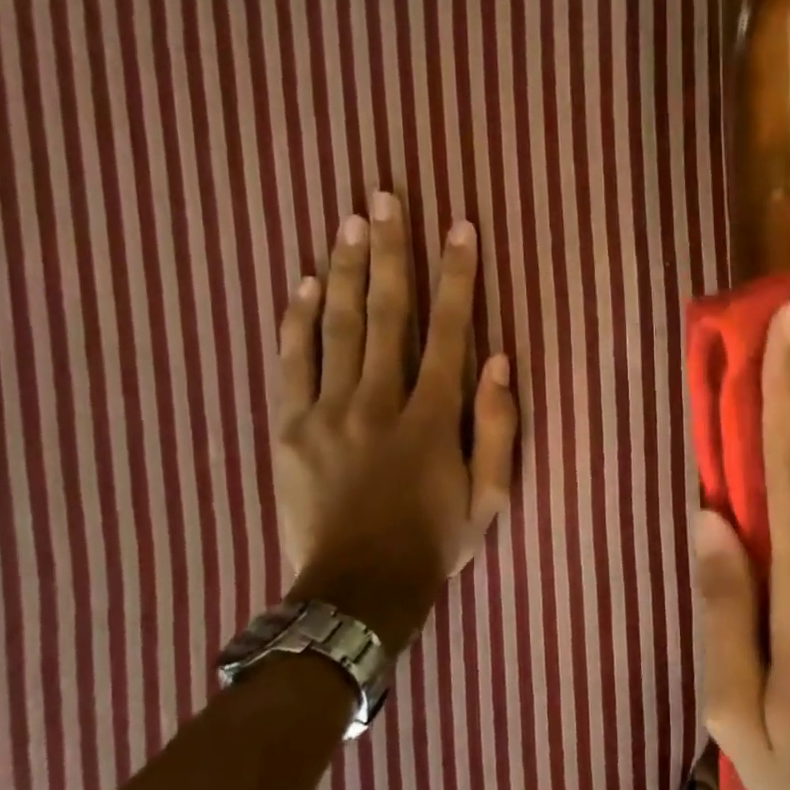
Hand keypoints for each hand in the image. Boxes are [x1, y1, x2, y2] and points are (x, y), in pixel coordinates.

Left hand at [272, 196, 517, 650]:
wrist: (356, 592)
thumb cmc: (434, 543)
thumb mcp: (490, 499)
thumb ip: (497, 428)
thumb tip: (499, 361)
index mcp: (431, 419)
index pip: (449, 332)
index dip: (457, 277)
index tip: (459, 228)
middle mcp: (378, 402)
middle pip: (386, 313)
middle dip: (390, 251)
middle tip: (387, 197)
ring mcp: (327, 413)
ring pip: (336, 326)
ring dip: (344, 269)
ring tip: (350, 220)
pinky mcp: (290, 428)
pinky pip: (291, 363)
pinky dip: (297, 320)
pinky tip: (303, 283)